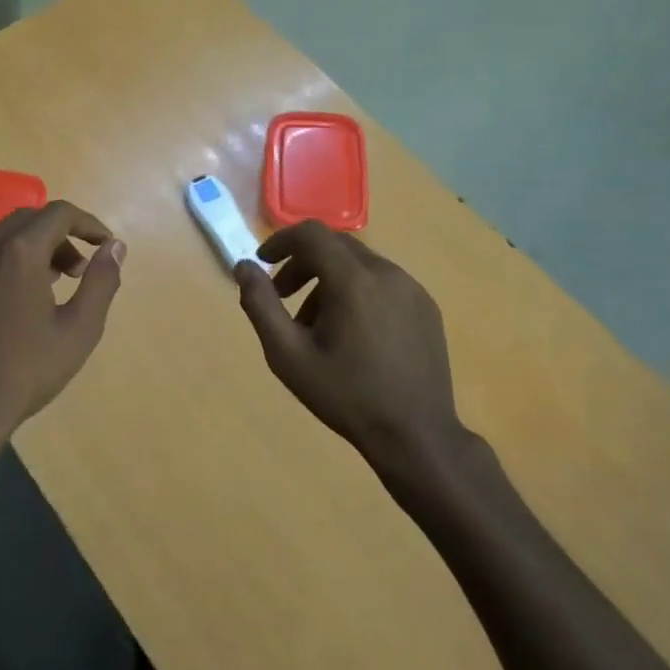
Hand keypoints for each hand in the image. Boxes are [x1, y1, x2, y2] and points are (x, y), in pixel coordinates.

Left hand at [0, 200, 125, 460]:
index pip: (59, 213)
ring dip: (29, 249)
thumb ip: (101, 281)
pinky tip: (10, 306)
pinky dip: (2, 267)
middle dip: (59, 235)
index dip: (88, 223)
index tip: (104, 245)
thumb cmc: (25, 371)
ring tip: (49, 285)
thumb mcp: (79, 329)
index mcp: (19, 252)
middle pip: (27, 220)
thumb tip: (114, 247)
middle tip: (78, 269)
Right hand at [234, 221, 472, 483]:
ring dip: (329, 279)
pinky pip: (382, 282)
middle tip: (283, 295)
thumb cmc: (345, 396)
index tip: (263, 263)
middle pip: (335, 246)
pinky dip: (356, 290)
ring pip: (359, 264)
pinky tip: (352, 333)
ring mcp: (411, 289)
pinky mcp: (426, 306)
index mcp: (353, 281)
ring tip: (315, 324)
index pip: (311, 234)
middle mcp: (386, 273)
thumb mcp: (287, 355)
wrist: (416, 435)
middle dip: (302, 262)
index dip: (281, 241)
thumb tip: (243, 267)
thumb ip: (261, 305)